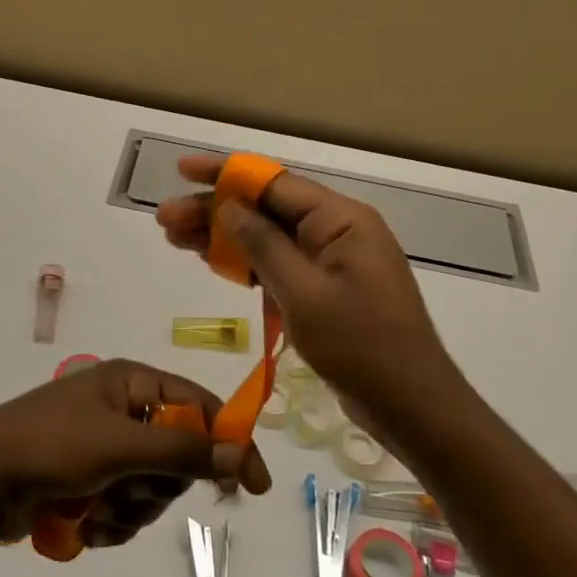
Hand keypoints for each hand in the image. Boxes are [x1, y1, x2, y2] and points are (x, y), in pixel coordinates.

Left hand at [0, 358, 271, 548]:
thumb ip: (184, 449)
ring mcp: (104, 447)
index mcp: (131, 382)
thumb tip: (242, 452)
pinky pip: (125, 508)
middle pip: (178, 455)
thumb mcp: (121, 445)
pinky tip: (82, 524)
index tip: (253, 486)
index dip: (229, 441)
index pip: (199, 406)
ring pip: (152, 490)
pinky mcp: (88, 482)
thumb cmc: (50, 447)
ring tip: (96, 509)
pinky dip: (110, 522)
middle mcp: (122, 409)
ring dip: (130, 509)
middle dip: (157, 485)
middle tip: (129, 489)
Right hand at [155, 155, 468, 442]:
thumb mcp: (304, 293)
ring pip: (268, 237)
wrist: (411, 405)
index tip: (182, 170)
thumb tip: (228, 206)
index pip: (274, 183)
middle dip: (215, 211)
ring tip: (174, 238)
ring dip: (223, 237)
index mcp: (341, 220)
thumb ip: (263, 245)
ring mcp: (332, 261)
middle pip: (266, 209)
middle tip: (165, 219)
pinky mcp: (326, 289)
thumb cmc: (361, 346)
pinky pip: (279, 264)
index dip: (225, 173)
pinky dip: (245, 263)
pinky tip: (210, 261)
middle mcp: (337, 231)